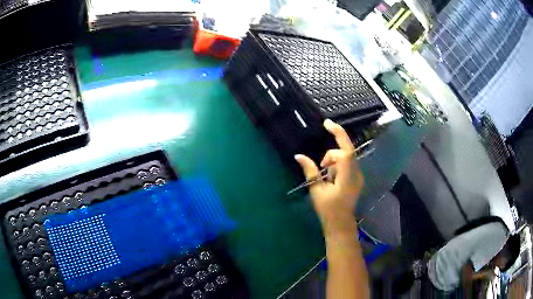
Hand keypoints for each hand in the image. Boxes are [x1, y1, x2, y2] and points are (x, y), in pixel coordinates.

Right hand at [295, 119, 363, 236]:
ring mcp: (358, 176)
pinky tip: (331, 178)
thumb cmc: (328, 210)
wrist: (341, 224)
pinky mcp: (356, 178)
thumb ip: (310, 171)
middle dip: (337, 141)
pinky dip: (337, 165)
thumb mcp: (317, 190)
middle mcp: (356, 174)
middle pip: (348, 150)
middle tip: (326, 134)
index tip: (326, 125)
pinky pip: (347, 164)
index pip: (345, 152)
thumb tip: (299, 156)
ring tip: (325, 177)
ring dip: (333, 160)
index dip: (337, 137)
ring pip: (346, 157)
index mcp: (347, 177)